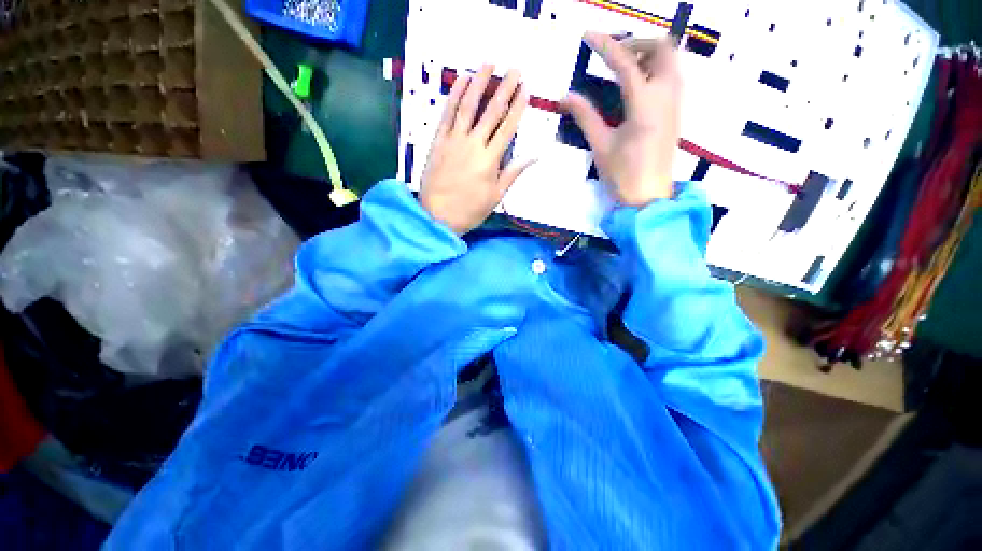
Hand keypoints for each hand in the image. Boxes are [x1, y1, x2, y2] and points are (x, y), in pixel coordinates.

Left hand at [420, 65, 531, 234]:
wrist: (437, 216)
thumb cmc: (470, 210)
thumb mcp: (496, 196)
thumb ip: (513, 173)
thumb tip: (534, 157)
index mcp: (490, 160)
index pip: (507, 128)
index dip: (518, 107)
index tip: (526, 89)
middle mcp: (473, 144)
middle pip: (491, 112)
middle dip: (504, 88)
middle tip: (514, 69)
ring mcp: (454, 140)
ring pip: (468, 106)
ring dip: (479, 83)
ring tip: (489, 64)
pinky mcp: (438, 141)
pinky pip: (447, 114)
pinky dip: (454, 96)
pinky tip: (461, 80)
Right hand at [562, 32, 681, 206]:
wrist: (648, 198)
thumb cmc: (623, 175)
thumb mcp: (600, 145)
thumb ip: (585, 116)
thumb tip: (566, 96)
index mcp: (644, 104)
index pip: (625, 62)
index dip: (605, 45)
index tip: (588, 35)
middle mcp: (666, 96)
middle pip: (664, 48)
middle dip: (639, 42)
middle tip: (615, 55)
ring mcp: (675, 104)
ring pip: (672, 61)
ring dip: (649, 55)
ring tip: (624, 69)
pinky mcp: (676, 113)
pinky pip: (672, 78)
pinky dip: (656, 71)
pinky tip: (636, 87)